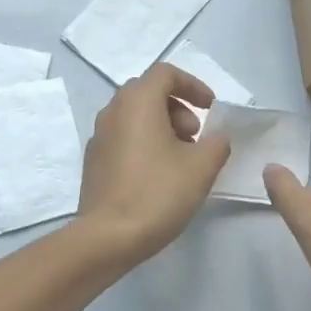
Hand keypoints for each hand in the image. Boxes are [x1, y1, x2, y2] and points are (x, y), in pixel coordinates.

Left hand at [76, 63, 231, 267]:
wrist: (107, 237)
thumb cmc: (157, 193)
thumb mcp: (201, 167)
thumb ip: (217, 143)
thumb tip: (216, 137)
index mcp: (137, 102)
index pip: (165, 73)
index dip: (192, 85)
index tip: (210, 108)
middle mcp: (113, 110)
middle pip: (149, 92)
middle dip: (178, 107)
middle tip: (196, 136)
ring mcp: (99, 136)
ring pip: (135, 115)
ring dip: (162, 126)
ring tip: (181, 158)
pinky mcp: (93, 160)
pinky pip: (123, 137)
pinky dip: (144, 142)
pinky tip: (158, 174)